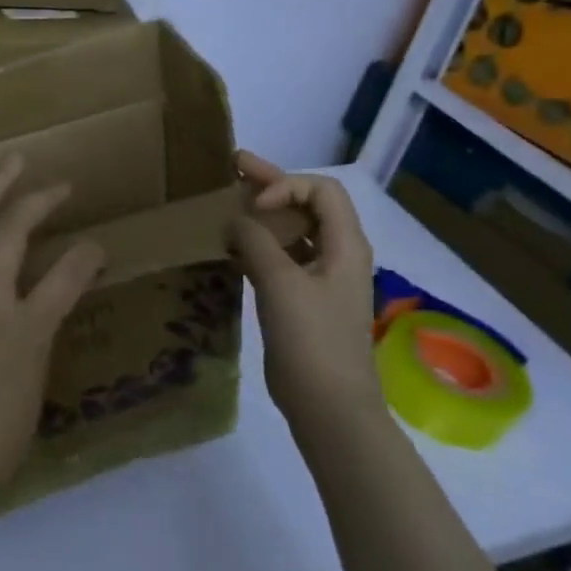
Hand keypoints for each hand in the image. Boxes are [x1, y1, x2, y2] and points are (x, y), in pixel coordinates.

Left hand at [0, 158, 105, 518]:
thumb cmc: (0, 436)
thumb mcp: (39, 381)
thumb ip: (45, 331)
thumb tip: (51, 298)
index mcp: (27, 328)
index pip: (69, 273)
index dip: (89, 254)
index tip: (96, 247)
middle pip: (14, 233)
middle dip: (40, 202)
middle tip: (60, 186)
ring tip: (9, 163)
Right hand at [228, 152, 378, 427]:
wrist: (328, 405)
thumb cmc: (312, 339)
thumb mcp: (281, 283)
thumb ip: (256, 242)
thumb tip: (235, 221)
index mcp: (345, 246)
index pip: (322, 191)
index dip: (287, 185)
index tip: (255, 205)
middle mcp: (336, 255)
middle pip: (307, 205)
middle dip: (271, 184)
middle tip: (233, 165)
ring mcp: (319, 278)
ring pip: (291, 232)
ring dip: (261, 215)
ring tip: (225, 201)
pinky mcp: (301, 300)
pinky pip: (280, 258)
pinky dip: (257, 245)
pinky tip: (229, 245)